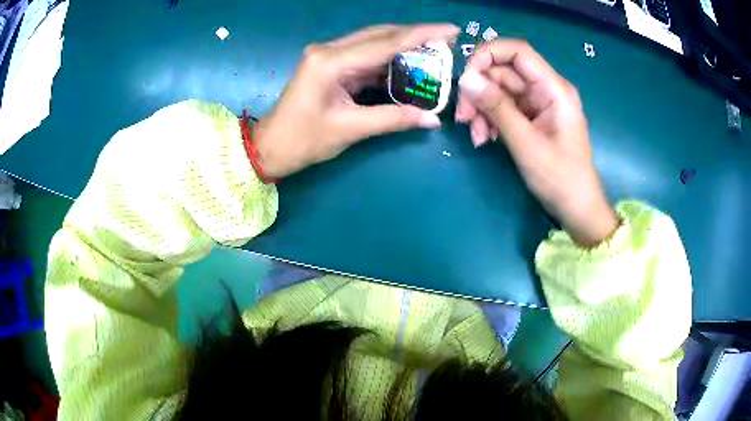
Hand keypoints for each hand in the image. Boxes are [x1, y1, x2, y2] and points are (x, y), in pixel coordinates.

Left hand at [251, 24, 458, 178]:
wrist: (271, 147)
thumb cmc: (303, 140)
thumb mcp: (351, 129)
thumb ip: (393, 119)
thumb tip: (433, 119)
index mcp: (331, 62)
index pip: (385, 42)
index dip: (422, 35)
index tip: (451, 30)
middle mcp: (329, 50)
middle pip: (380, 35)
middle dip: (416, 36)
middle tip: (447, 40)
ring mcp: (328, 55)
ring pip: (373, 42)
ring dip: (403, 46)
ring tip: (434, 51)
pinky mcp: (330, 65)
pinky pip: (365, 56)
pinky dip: (388, 60)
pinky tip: (409, 65)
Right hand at [456, 40, 618, 246]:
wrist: (576, 208)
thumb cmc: (559, 178)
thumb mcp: (526, 143)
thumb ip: (497, 108)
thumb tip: (465, 80)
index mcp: (554, 88)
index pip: (518, 51)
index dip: (488, 55)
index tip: (466, 77)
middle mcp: (545, 89)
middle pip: (503, 72)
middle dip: (479, 91)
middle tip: (463, 118)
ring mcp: (537, 104)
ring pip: (498, 91)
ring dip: (481, 110)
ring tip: (476, 137)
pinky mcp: (530, 118)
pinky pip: (503, 108)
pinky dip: (489, 120)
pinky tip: (484, 139)